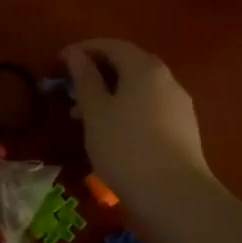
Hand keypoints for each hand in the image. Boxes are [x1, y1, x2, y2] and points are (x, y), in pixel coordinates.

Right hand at [63, 38, 214, 202]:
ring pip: (138, 88)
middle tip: (69, 89)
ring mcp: (179, 105)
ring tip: (83, 116)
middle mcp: (167, 79)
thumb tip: (75, 54)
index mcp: (144, 68)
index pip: (111, 45)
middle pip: (127, 64)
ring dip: (109, 93)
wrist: (174, 197)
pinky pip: (149, 107)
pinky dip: (126, 109)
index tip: (57, 63)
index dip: (82, 50)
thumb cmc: (125, 146)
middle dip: (96, 72)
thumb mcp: (95, 110)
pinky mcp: (183, 129)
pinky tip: (111, 132)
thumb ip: (84, 77)